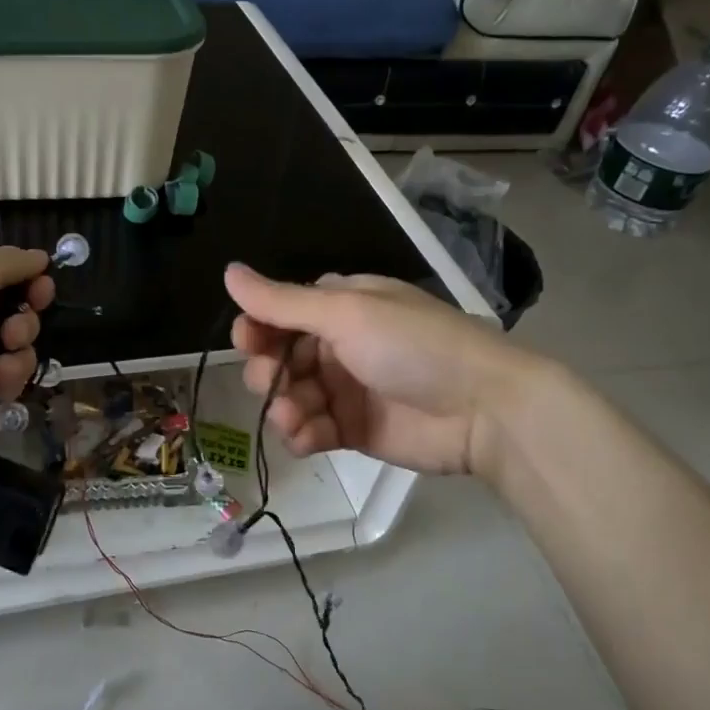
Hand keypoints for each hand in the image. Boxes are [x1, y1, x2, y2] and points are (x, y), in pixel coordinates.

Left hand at [0, 247, 54, 448]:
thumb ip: (11, 261)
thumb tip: (39, 257)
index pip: (3, 276)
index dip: (30, 283)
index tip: (42, 292)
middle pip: (14, 316)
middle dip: (24, 325)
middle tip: (11, 334)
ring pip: (12, 353)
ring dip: (18, 359)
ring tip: (1, 368)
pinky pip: (0, 384)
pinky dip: (4, 385)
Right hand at [224, 262, 519, 476]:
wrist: (481, 409)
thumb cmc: (412, 346)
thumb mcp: (346, 314)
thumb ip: (282, 302)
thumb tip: (228, 270)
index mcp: (340, 306)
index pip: (281, 313)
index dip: (257, 327)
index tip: (248, 341)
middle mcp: (338, 345)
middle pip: (279, 357)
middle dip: (267, 371)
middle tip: (273, 382)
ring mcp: (345, 389)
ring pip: (290, 397)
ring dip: (282, 408)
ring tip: (294, 419)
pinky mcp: (352, 429)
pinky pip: (310, 431)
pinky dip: (301, 435)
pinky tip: (305, 438)